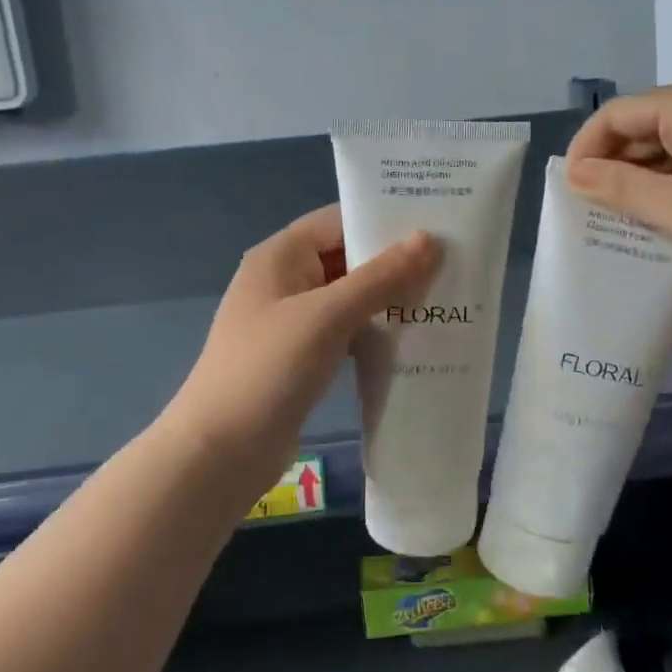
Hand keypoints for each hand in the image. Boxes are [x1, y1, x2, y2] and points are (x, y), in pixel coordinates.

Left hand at [159, 205, 440, 498]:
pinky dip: (372, 331)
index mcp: (280, 256)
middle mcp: (283, 281)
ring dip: (387, 300)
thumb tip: (428, 238)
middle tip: (451, 265)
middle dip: (393, 263)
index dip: (383, 219)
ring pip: (347, 297)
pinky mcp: (298, 356)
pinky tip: (409, 341)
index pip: (338, 220)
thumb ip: (380, 277)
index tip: (436, 225)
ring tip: (441, 300)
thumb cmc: (270, 368)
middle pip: (345, 258)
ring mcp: (289, 321)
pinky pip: (343, 331)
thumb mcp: (328, 316)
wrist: (220, 451)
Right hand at [564, 79, 671, 288]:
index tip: (570, 189)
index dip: (587, 147)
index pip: (619, 113)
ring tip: (619, 218)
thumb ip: (619, 188)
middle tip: (591, 209)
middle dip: (613, 165)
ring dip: (641, 178)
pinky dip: (670, 184)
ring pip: (667, 145)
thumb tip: (574, 174)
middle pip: (643, 126)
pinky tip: (659, 216)